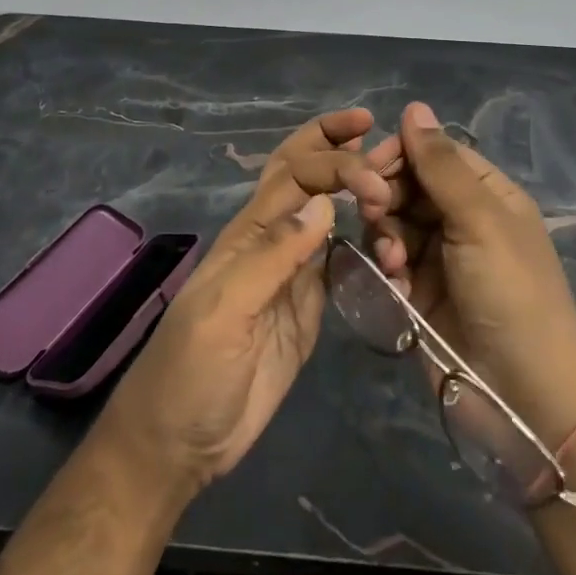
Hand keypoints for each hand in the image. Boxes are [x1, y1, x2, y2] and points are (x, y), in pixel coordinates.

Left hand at [96, 109, 376, 495]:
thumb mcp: (224, 311)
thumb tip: (325, 202)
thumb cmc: (191, 373)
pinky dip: (364, 242)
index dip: (333, 160)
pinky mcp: (307, 308)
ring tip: (395, 179)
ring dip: (355, 190)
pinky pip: (339, 263)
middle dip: (334, 146)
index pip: (295, 174)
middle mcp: (272, 242)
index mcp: (248, 233)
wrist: (180, 444)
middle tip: (378, 130)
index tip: (375, 173)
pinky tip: (388, 238)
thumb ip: (273, 257)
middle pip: (303, 177)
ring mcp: (291, 275)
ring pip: (326, 215)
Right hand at [345, 103, 575, 445]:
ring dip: (385, 234)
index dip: (401, 153)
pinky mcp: (419, 291)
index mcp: (487, 193)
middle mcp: (462, 218)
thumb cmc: (512, 295)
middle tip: (374, 210)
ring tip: (393, 260)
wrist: (523, 397)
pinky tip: (395, 283)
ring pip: (392, 221)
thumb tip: (415, 106)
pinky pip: (389, 260)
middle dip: (386, 194)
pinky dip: (387, 266)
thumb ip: (441, 165)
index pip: (435, 152)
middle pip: (408, 185)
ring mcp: (439, 256)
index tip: (369, 165)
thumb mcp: (481, 221)